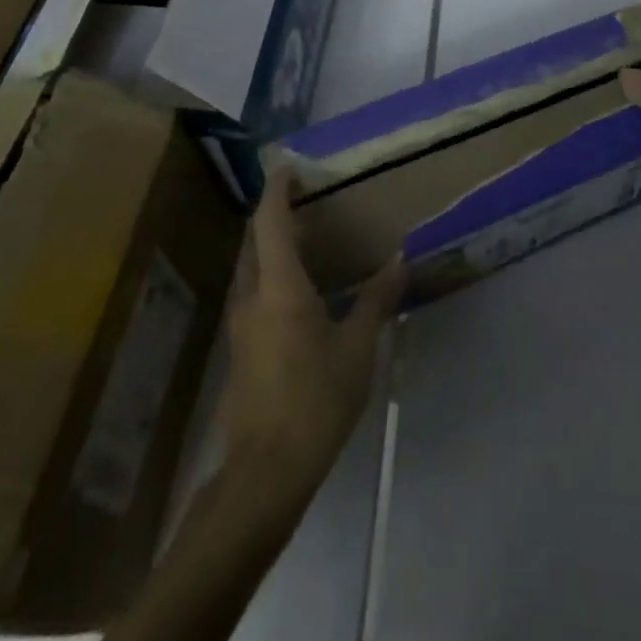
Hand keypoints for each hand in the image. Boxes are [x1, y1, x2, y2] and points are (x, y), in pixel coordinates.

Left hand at [214, 169, 404, 502]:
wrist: (265, 473)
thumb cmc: (315, 400)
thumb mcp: (357, 348)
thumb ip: (375, 299)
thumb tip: (399, 260)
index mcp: (279, 288)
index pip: (270, 222)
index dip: (277, 190)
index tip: (290, 167)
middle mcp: (252, 297)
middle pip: (255, 241)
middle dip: (276, 216)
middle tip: (308, 201)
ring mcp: (241, 326)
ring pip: (252, 269)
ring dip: (274, 247)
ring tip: (310, 241)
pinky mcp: (241, 350)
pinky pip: (255, 294)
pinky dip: (274, 276)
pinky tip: (302, 293)